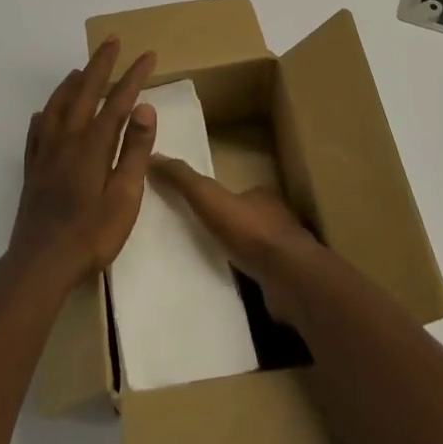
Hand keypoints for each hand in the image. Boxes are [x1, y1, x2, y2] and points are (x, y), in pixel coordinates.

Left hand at [8, 38, 157, 289]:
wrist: (41, 263)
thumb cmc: (91, 234)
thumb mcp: (125, 197)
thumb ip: (135, 151)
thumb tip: (144, 108)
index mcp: (93, 145)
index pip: (118, 101)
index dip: (134, 76)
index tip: (148, 55)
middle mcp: (67, 140)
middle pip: (84, 92)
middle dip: (100, 64)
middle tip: (112, 41)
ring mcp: (45, 154)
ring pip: (57, 107)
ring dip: (71, 83)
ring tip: (80, 69)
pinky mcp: (32, 170)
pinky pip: (36, 132)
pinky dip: (44, 115)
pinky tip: (44, 114)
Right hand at [149, 156, 318, 317]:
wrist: (289, 277)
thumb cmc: (250, 232)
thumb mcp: (209, 198)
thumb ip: (184, 180)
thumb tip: (154, 156)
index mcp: (262, 197)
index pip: (239, 193)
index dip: (220, 200)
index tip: (200, 209)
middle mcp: (278, 220)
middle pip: (248, 220)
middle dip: (228, 228)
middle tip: (201, 239)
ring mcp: (285, 252)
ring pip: (256, 249)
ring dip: (238, 255)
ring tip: (210, 265)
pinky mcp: (287, 281)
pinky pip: (262, 276)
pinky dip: (248, 279)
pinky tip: (230, 287)